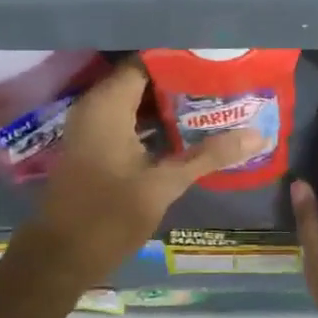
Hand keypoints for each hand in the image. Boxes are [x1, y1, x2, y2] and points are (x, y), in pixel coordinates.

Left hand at [15, 57, 258, 295]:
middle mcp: (95, 105)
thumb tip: (257, 135)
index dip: (181, 59)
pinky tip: (186, 127)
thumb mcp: (164, 185)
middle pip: (143, 78)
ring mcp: (91, 125)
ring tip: (212, 99)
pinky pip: (126, 117)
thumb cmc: (108, 216)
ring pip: (135, 100)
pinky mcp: (93, 144)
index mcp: (107, 104)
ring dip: (168, 101)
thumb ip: (208, 155)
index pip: (147, 61)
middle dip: (180, 80)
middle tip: (222, 80)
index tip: (215, 60)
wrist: (60, 258)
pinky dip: (152, 120)